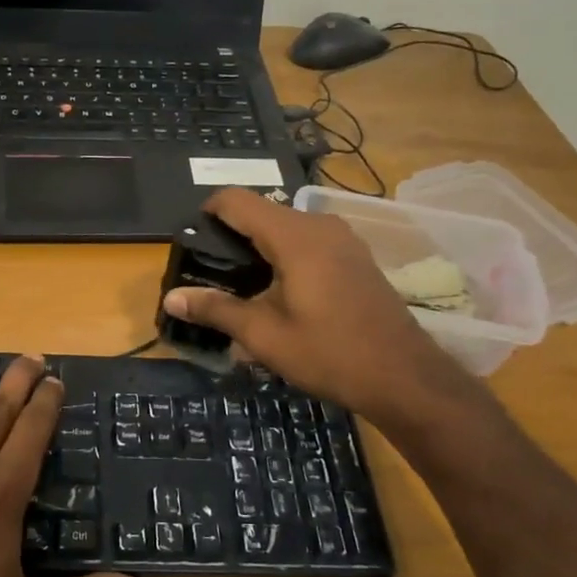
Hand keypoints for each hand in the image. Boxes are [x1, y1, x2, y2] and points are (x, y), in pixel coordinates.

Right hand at [163, 188, 484, 425]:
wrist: (404, 376)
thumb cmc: (329, 353)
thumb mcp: (264, 335)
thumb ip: (216, 309)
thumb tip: (172, 299)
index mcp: (294, 236)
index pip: (238, 200)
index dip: (208, 211)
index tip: (191, 239)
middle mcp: (319, 225)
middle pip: (262, 211)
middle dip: (232, 234)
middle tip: (210, 270)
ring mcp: (343, 238)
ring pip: (287, 225)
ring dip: (260, 245)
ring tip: (241, 284)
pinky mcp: (355, 255)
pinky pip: (308, 239)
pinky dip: (286, 253)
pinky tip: (280, 290)